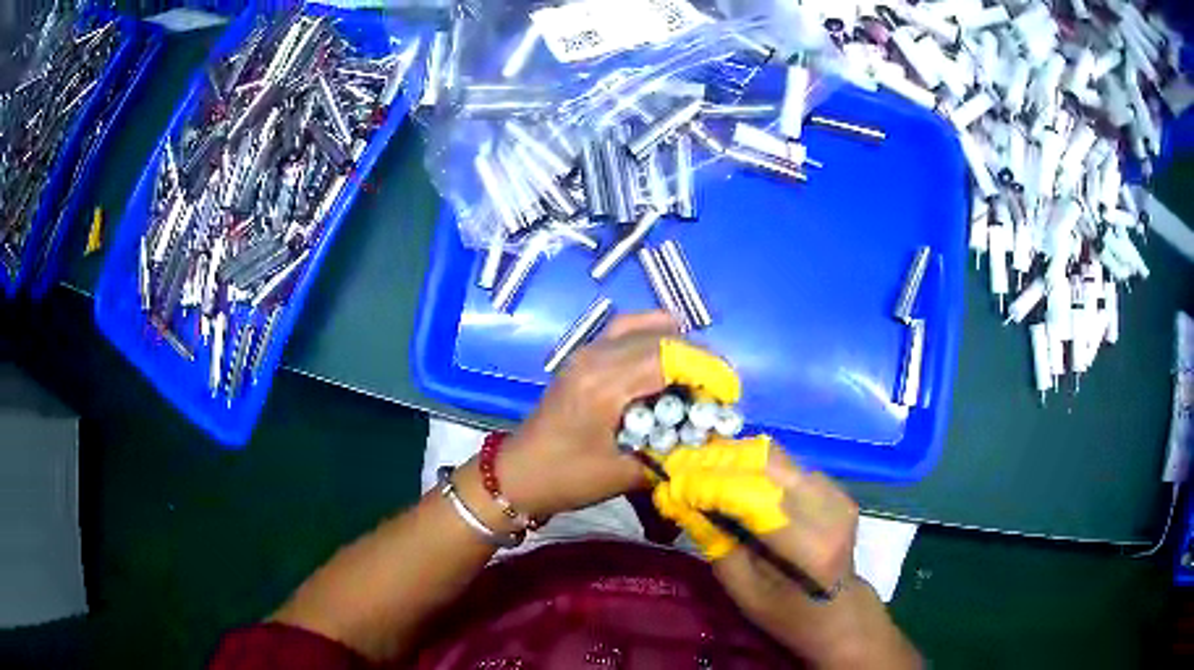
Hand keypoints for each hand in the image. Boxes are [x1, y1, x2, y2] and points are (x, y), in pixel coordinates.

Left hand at [497, 311, 740, 517]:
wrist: (517, 475)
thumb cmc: (567, 478)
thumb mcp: (623, 474)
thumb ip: (670, 454)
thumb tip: (709, 441)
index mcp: (604, 385)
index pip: (669, 356)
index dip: (707, 368)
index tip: (730, 390)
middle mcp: (595, 357)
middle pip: (660, 335)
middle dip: (698, 356)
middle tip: (719, 385)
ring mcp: (585, 351)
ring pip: (642, 325)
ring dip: (676, 343)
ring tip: (698, 372)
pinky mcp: (582, 356)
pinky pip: (624, 332)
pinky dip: (652, 338)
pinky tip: (667, 361)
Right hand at [655, 438, 916, 667]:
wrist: (838, 612)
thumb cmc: (785, 612)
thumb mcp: (740, 588)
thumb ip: (714, 540)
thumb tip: (681, 498)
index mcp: (808, 546)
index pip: (753, 497)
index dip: (709, 483)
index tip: (671, 478)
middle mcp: (828, 509)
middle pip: (767, 464)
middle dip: (719, 461)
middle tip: (682, 465)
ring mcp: (836, 494)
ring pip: (777, 458)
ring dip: (735, 460)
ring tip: (701, 470)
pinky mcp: (835, 487)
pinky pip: (787, 466)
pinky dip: (755, 467)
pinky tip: (733, 478)